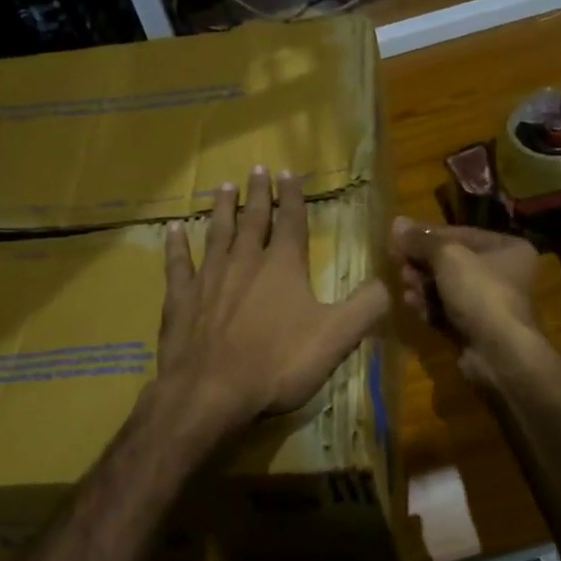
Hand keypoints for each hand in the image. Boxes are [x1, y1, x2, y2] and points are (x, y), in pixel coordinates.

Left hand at [157, 168, 389, 441]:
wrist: (211, 392)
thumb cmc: (277, 363)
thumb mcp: (337, 338)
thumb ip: (366, 307)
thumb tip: (387, 282)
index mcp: (283, 266)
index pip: (291, 220)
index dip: (292, 195)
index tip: (288, 172)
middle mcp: (245, 261)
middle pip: (253, 219)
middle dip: (258, 194)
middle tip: (257, 168)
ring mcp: (209, 277)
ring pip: (217, 232)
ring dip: (223, 208)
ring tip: (225, 187)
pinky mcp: (180, 298)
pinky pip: (178, 263)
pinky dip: (176, 245)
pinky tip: (173, 230)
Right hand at [390, 216, 543, 385]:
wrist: (499, 353)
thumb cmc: (480, 292)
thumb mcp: (448, 256)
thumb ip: (421, 240)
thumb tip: (396, 222)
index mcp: (507, 248)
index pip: (461, 233)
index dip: (427, 234)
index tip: (399, 237)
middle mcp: (503, 273)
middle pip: (452, 261)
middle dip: (422, 262)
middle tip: (398, 262)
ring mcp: (489, 304)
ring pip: (447, 287)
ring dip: (422, 284)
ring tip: (403, 284)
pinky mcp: (475, 328)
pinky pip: (446, 310)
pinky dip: (429, 306)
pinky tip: (410, 303)